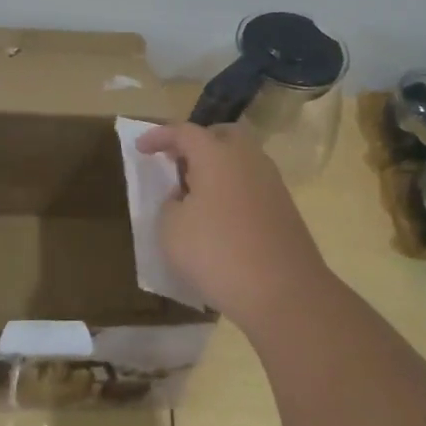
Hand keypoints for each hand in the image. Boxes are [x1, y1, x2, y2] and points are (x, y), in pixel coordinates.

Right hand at [135, 122, 330, 328]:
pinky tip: (219, 217)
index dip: (159, 137)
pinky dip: (232, 190)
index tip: (140, 148)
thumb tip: (184, 197)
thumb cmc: (217, 253)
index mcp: (216, 155)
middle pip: (221, 135)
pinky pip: (251, 184)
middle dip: (197, 143)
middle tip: (177, 162)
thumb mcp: (171, 230)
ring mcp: (271, 183)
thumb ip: (170, 204)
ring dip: (216, 168)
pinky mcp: (284, 208)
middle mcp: (247, 159)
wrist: (284, 293)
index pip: (184, 132)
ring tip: (195, 194)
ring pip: (240, 160)